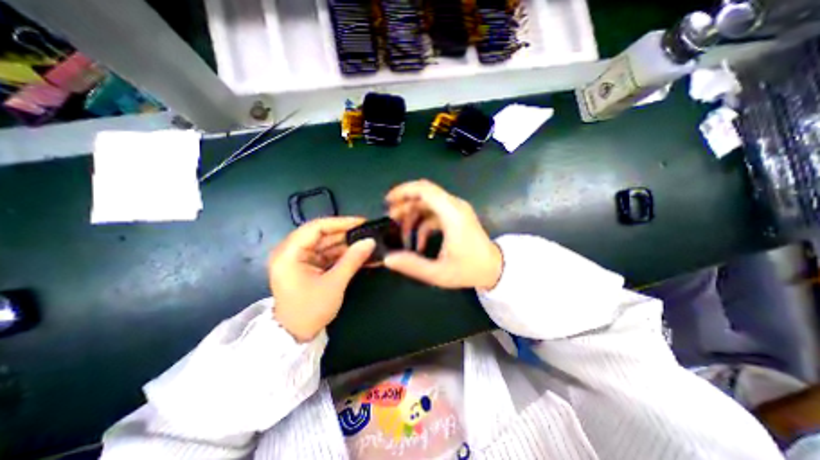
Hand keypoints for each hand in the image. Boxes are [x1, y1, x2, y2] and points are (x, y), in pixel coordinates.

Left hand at [269, 217, 373, 342]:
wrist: (296, 336)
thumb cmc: (310, 310)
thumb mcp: (334, 284)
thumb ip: (353, 260)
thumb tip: (371, 241)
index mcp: (289, 253)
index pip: (316, 227)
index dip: (341, 222)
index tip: (362, 222)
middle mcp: (292, 251)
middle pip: (323, 235)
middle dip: (347, 235)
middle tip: (369, 233)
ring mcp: (301, 259)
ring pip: (328, 244)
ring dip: (348, 245)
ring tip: (369, 244)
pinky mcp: (309, 266)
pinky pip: (328, 255)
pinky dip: (344, 255)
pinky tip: (361, 255)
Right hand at [384, 179, 502, 287]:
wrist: (495, 269)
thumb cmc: (469, 270)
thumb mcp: (438, 273)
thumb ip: (412, 265)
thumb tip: (388, 259)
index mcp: (452, 214)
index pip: (425, 190)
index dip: (404, 191)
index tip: (388, 201)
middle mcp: (455, 206)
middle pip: (424, 193)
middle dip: (405, 203)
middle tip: (391, 218)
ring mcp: (457, 210)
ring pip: (428, 202)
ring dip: (412, 213)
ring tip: (400, 230)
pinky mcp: (457, 216)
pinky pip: (435, 213)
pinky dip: (423, 223)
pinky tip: (417, 242)